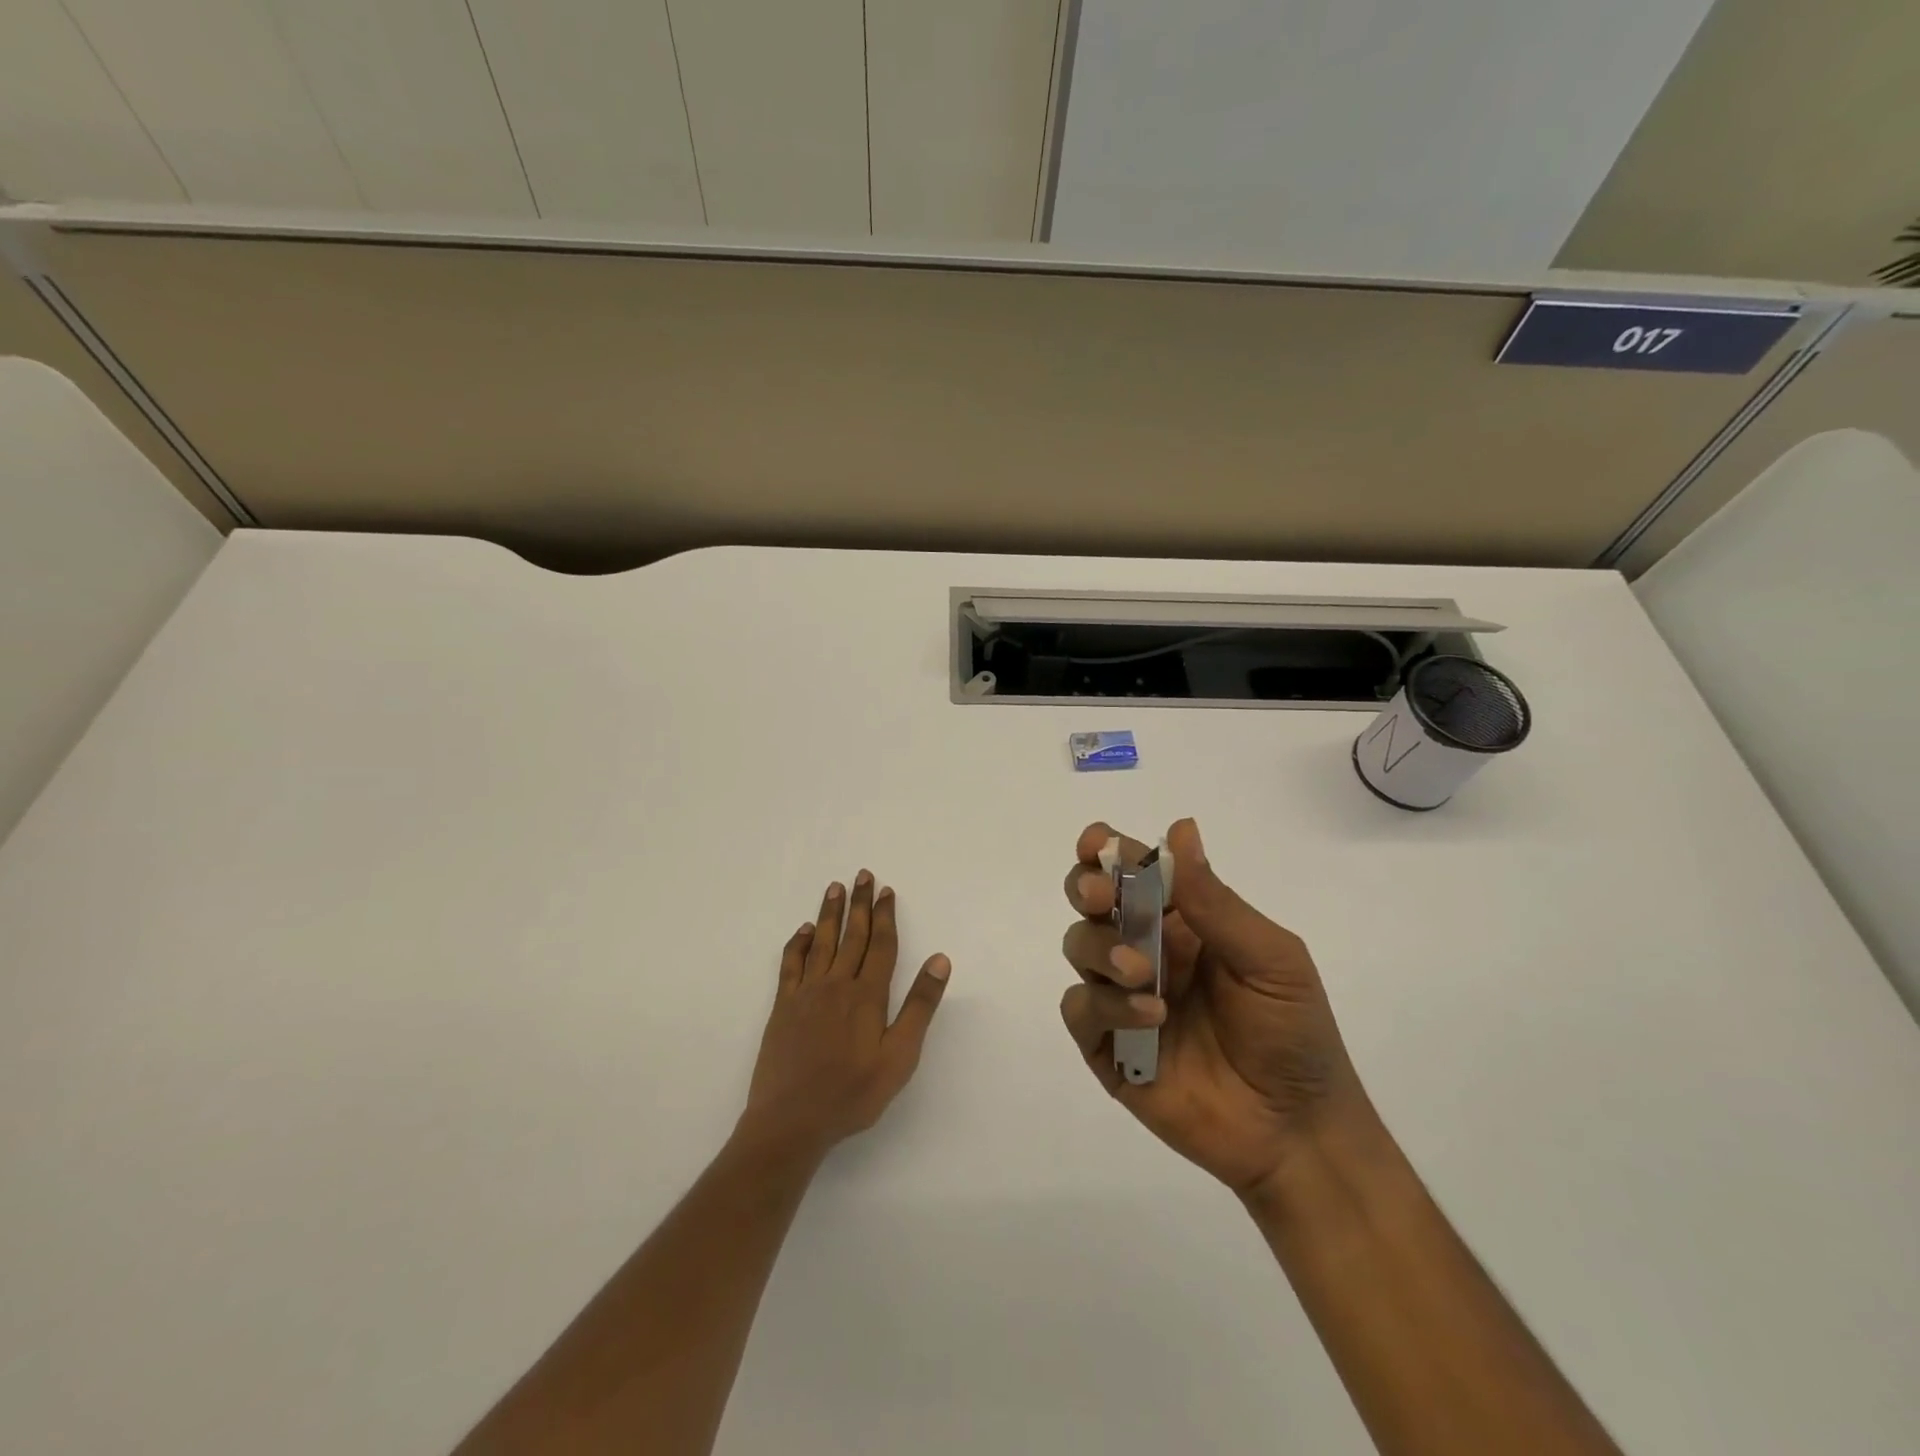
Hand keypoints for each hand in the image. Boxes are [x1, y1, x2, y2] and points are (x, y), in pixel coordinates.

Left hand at [741, 871, 951, 1158]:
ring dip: (830, 913)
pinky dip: (798, 943)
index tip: (887, 891)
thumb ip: (920, 1006)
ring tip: (835, 887)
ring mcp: (806, 994)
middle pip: (851, 935)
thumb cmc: (852, 1093)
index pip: (880, 945)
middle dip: (859, 903)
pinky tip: (804, 930)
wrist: (790, 1121)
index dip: (885, 916)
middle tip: (863, 875)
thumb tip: (940, 959)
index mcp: (867, 995)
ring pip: (822, 942)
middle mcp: (836, 984)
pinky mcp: (783, 1007)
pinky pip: (791, 964)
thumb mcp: (899, 1057)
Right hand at [1059, 819, 1364, 1198]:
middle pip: (1090, 901)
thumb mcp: (1269, 958)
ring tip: (1142, 972)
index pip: (1131, 870)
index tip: (1094, 844)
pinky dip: (1105, 1005)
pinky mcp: (1107, 1047)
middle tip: (1100, 897)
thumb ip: (1215, 900)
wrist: (1296, 1130)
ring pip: (1079, 947)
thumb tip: (1180, 828)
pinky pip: (1080, 1009)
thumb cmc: (1293, 1031)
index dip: (1105, 850)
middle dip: (1085, 888)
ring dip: (1101, 948)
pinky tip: (1151, 1018)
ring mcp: (1121, 998)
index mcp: (1182, 922)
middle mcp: (1144, 949)